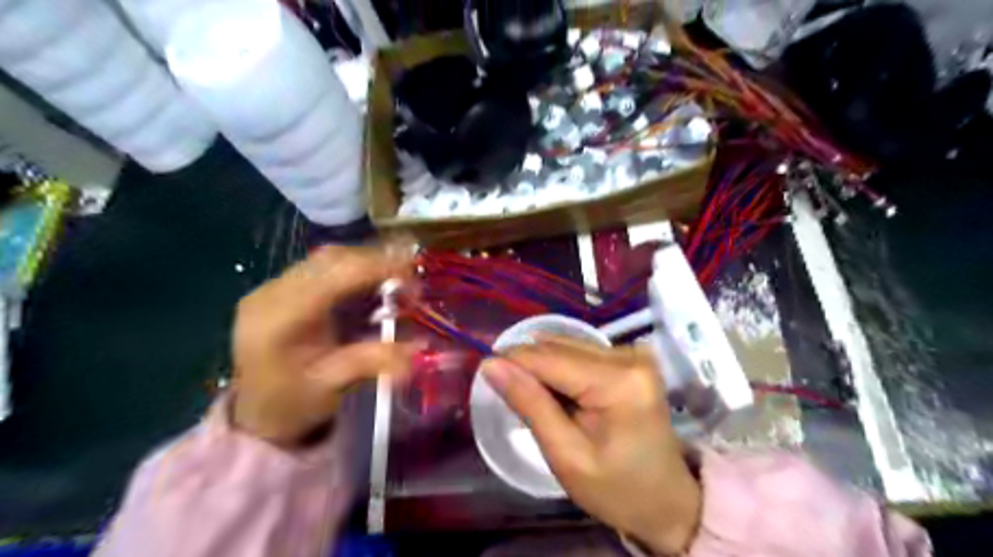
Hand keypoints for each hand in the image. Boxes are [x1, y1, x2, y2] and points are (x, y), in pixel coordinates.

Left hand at [234, 243, 417, 446]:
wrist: (255, 414)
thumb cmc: (293, 404)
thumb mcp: (333, 386)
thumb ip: (373, 361)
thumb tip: (420, 348)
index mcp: (282, 317)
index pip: (336, 274)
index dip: (379, 269)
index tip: (414, 281)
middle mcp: (272, 293)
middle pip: (332, 259)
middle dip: (377, 263)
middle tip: (410, 281)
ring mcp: (272, 287)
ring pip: (328, 258)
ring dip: (366, 264)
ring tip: (395, 281)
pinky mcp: (279, 289)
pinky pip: (322, 267)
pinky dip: (353, 270)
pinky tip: (370, 286)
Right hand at [484, 338, 700, 555]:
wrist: (666, 500)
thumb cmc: (616, 488)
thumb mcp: (566, 455)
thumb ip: (530, 404)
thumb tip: (491, 365)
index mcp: (619, 382)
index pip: (550, 358)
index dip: (513, 362)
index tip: (485, 374)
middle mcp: (630, 356)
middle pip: (559, 348)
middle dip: (528, 367)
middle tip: (510, 397)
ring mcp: (633, 354)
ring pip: (567, 347)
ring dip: (544, 369)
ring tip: (537, 401)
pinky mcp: (631, 358)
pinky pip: (581, 353)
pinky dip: (562, 370)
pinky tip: (560, 395)